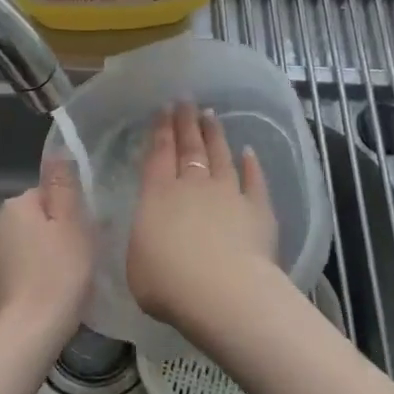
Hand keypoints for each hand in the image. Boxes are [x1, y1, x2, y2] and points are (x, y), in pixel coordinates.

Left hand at [0, 155, 92, 341]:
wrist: (29, 333)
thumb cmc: (59, 274)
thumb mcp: (71, 224)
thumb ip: (63, 187)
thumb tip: (57, 151)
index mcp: (14, 205)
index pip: (47, 194)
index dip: (69, 212)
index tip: (85, 234)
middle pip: (36, 218)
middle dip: (56, 232)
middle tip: (80, 257)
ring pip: (28, 243)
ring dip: (46, 254)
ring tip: (68, 278)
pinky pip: (21, 267)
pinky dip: (36, 274)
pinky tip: (51, 291)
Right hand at [126, 102, 278, 330]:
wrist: (222, 293)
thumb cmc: (168, 282)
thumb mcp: (136, 262)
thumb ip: (144, 240)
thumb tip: (150, 233)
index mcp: (157, 195)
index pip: (158, 154)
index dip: (160, 130)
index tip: (163, 109)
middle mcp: (193, 186)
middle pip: (189, 147)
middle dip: (186, 122)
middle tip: (186, 101)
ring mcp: (228, 194)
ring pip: (221, 156)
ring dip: (215, 135)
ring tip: (211, 116)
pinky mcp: (258, 210)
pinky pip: (255, 181)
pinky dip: (252, 166)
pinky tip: (249, 152)